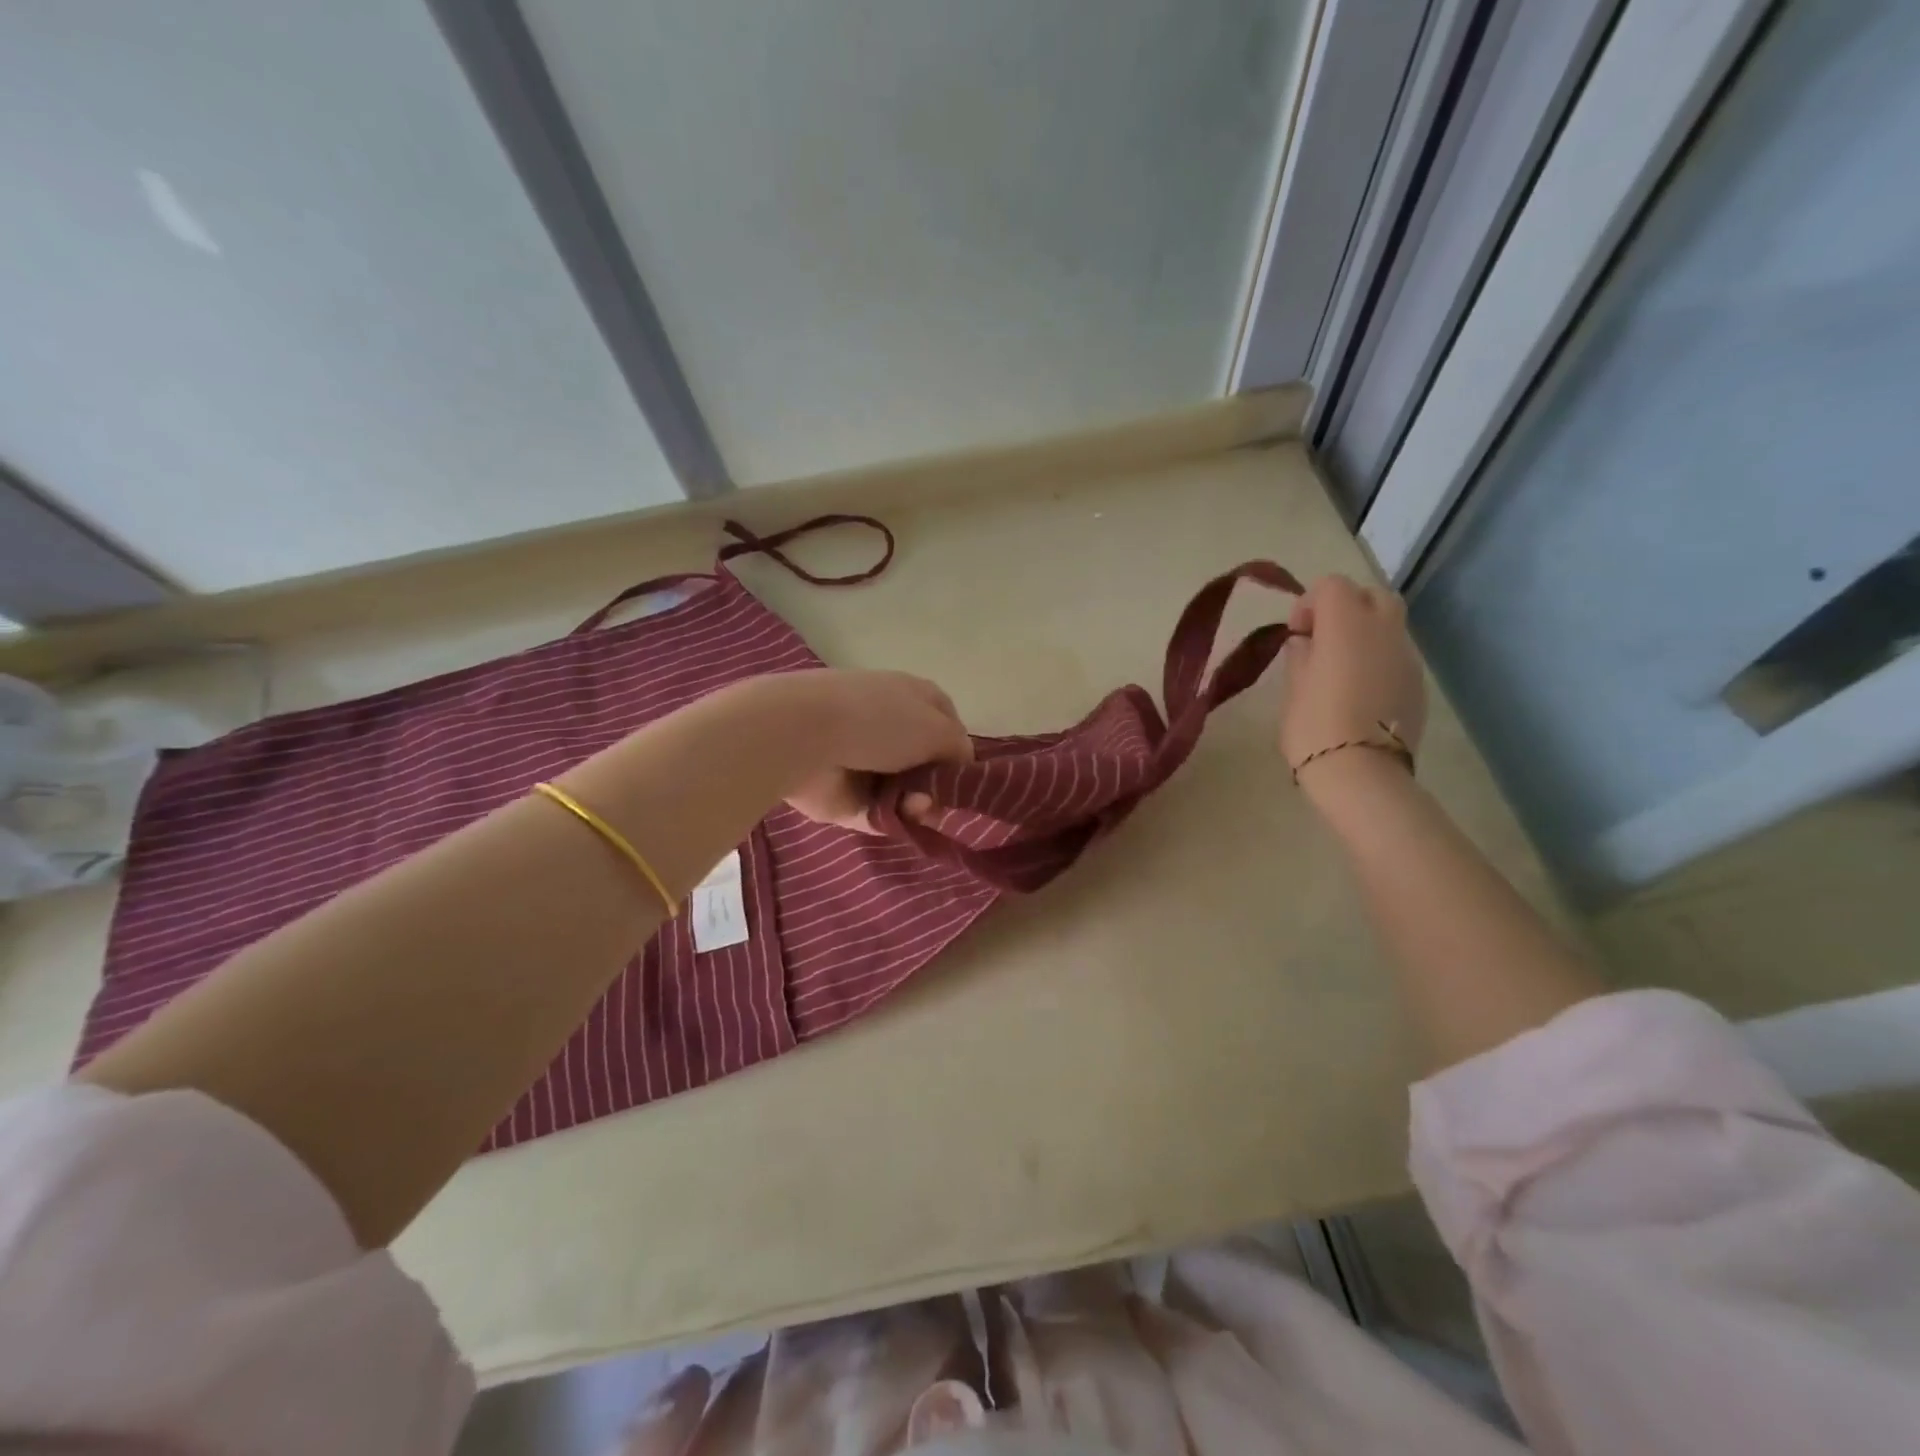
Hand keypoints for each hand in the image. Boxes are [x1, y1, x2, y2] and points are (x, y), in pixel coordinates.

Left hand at [778, 669, 972, 830]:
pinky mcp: (843, 793)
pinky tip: (895, 815)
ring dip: (916, 805)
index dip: (959, 755)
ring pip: (905, 794)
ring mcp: (865, 760)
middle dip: (937, 787)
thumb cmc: (879, 720)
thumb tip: (959, 770)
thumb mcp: (938, 728)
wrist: (803, 735)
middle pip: (928, 767)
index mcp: (914, 698)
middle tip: (937, 799)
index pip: (949, 728)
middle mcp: (891, 727)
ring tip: (912, 807)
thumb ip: (959, 750)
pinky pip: (878, 813)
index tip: (964, 780)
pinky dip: (890, 818)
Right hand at [1278, 575, 1426, 788]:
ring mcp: (1406, 656)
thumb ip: (1301, 655)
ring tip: (1340, 668)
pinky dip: (1378, 658)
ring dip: (1364, 633)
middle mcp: (1383, 630)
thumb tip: (1306, 643)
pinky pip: (1396, 654)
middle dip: (1346, 608)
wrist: (1361, 772)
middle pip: (1371, 595)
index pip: (1332, 585)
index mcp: (1346, 624)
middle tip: (1322, 640)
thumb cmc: (1314, 726)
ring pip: (1389, 624)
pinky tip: (1360, 690)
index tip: (1296, 634)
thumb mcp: (1293, 687)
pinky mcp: (1417, 682)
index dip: (1309, 603)